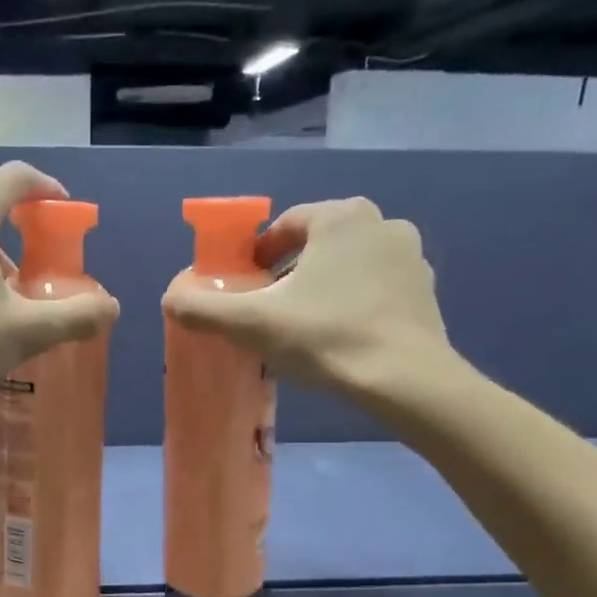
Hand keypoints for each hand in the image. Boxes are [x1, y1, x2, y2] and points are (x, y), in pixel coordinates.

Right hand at [162, 197, 465, 396]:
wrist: (405, 380)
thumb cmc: (325, 338)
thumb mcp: (252, 324)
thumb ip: (203, 308)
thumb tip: (170, 299)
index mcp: (339, 216)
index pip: (285, 226)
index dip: (258, 255)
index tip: (246, 286)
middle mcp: (380, 222)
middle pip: (317, 244)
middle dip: (290, 272)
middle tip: (271, 310)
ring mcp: (410, 256)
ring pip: (348, 265)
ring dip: (324, 286)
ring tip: (305, 326)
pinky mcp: (426, 290)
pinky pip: (376, 287)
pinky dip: (354, 302)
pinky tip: (342, 337)